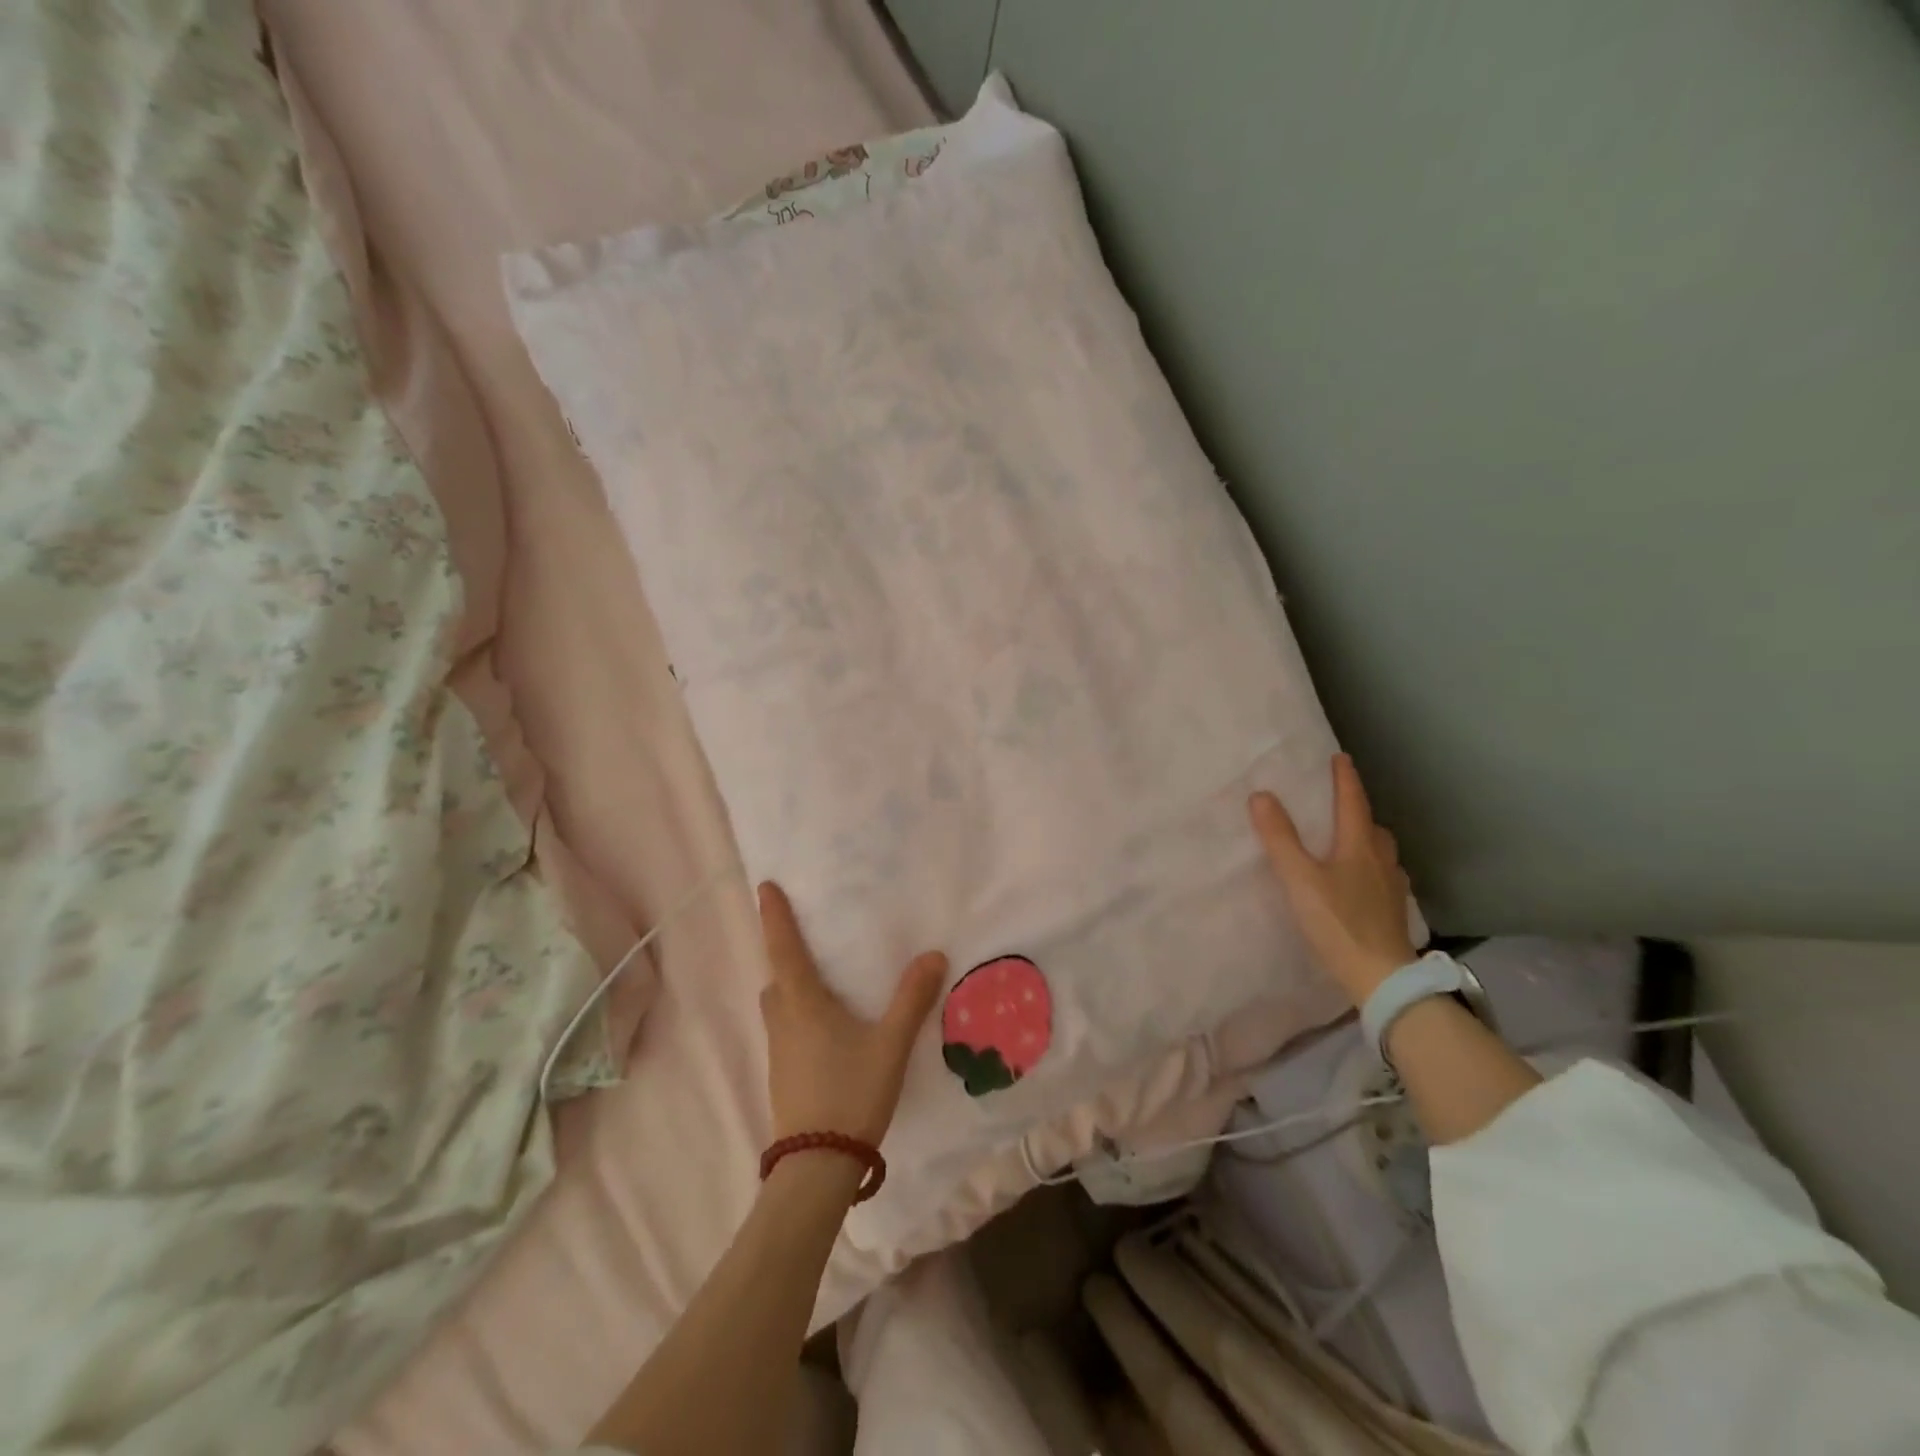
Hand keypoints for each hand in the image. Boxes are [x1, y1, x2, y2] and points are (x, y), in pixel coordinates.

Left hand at [758, 882, 946, 1145]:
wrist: (815, 1166)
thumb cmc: (850, 1093)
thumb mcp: (890, 1044)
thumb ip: (912, 999)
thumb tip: (933, 954)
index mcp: (803, 1003)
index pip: (784, 948)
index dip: (775, 916)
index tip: (764, 886)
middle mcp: (783, 1020)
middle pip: (776, 977)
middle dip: (784, 953)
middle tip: (805, 937)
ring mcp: (778, 1051)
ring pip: (778, 1006)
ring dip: (790, 986)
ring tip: (820, 981)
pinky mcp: (782, 1075)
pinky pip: (785, 1028)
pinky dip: (798, 1013)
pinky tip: (826, 1027)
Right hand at [1249, 754, 1418, 1005]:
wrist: (1382, 977)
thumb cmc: (1338, 923)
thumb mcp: (1299, 879)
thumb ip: (1280, 838)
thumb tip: (1261, 795)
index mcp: (1359, 846)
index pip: (1353, 803)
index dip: (1345, 779)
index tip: (1340, 758)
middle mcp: (1381, 862)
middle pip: (1373, 827)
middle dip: (1359, 811)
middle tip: (1340, 805)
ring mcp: (1392, 889)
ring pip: (1382, 854)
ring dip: (1368, 841)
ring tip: (1349, 844)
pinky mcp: (1393, 913)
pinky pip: (1384, 878)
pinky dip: (1372, 870)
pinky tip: (1361, 885)